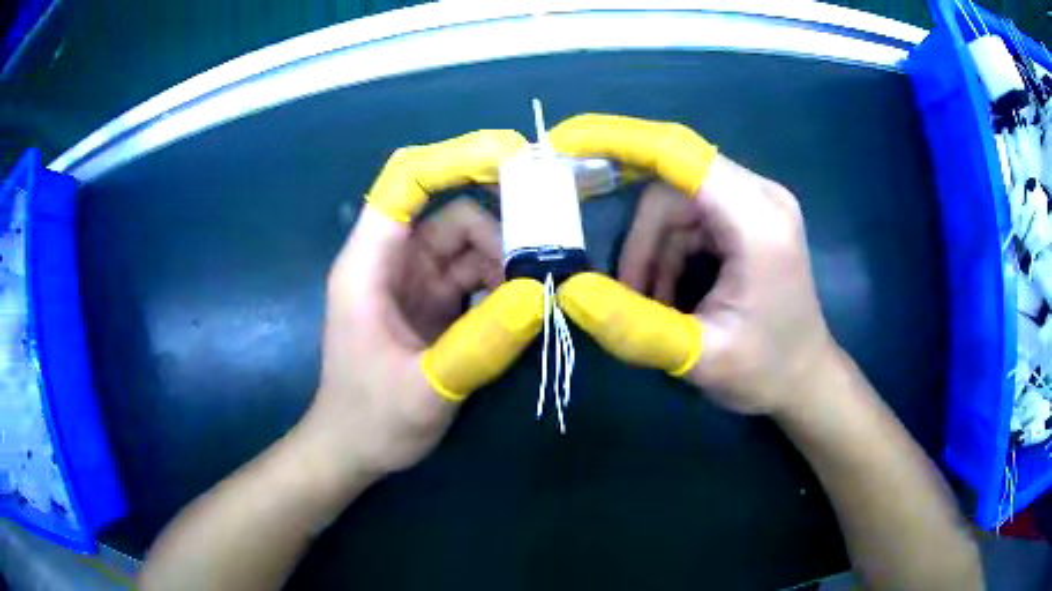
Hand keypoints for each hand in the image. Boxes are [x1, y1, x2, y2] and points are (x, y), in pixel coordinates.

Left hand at [302, 131, 543, 481]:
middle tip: (550, 251)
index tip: (512, 157)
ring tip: (538, 293)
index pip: (405, 182)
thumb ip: (481, 343)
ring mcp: (412, 282)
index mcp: (368, 265)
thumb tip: (541, 292)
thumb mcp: (427, 390)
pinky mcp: (430, 304)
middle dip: (501, 226)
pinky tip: (520, 308)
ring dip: (506, 260)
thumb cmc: (371, 420)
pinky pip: (472, 275)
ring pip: (468, 244)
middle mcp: (390, 261)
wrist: (351, 451)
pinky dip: (500, 284)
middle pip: (450, 212)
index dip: (453, 158)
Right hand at [551, 114, 835, 415]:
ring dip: (653, 250)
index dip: (617, 139)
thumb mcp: (699, 357)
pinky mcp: (748, 216)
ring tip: (652, 305)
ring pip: (676, 201)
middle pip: (672, 183)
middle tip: (625, 292)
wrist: (806, 379)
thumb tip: (570, 290)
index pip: (679, 153)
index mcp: (758, 220)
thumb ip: (635, 326)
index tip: (564, 142)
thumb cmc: (765, 371)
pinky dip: (668, 251)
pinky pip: (690, 216)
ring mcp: (755, 203)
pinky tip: (670, 294)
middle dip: (641, 237)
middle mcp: (760, 196)